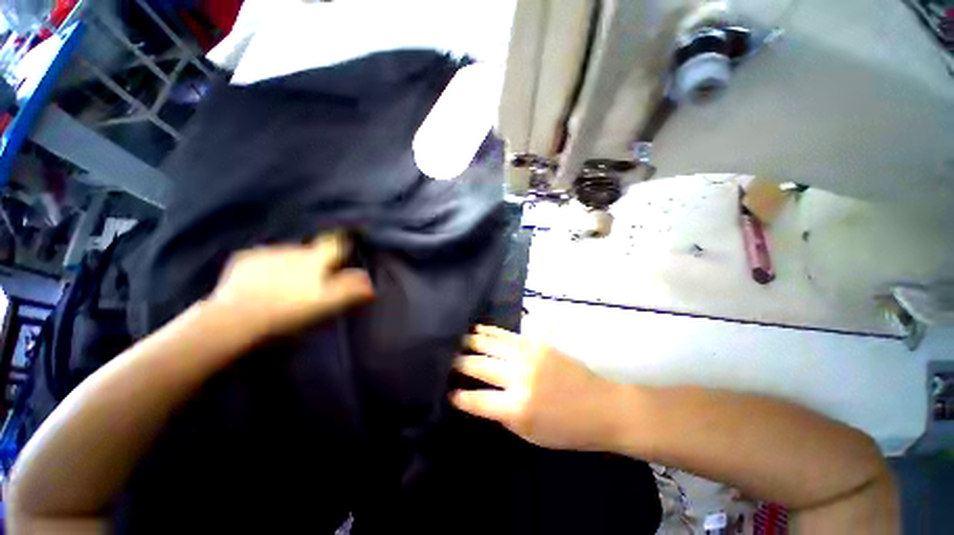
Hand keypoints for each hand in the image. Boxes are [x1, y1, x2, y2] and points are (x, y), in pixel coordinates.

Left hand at [210, 232, 373, 335]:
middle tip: (314, 278)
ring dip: (291, 264)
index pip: (336, 242)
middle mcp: (293, 250)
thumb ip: (352, 290)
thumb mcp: (328, 304)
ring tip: (286, 284)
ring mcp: (267, 253)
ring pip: (287, 254)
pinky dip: (267, 268)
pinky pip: (262, 258)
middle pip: (312, 250)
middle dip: (315, 259)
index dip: (343, 241)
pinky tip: (262, 283)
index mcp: (315, 259)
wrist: (236, 319)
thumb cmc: (289, 312)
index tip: (347, 240)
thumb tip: (370, 282)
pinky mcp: (244, 260)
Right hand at [451, 325, 624, 451]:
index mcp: (518, 408)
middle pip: (479, 366)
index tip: (447, 391)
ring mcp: (529, 355)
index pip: (477, 400)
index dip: (459, 395)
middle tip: (445, 360)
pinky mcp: (537, 343)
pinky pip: (507, 334)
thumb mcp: (530, 434)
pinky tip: (478, 329)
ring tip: (457, 340)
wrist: (602, 406)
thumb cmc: (567, 429)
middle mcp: (520, 377)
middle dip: (458, 363)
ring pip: (490, 344)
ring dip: (470, 342)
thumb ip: (502, 414)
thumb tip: (479, 396)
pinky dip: (490, 331)